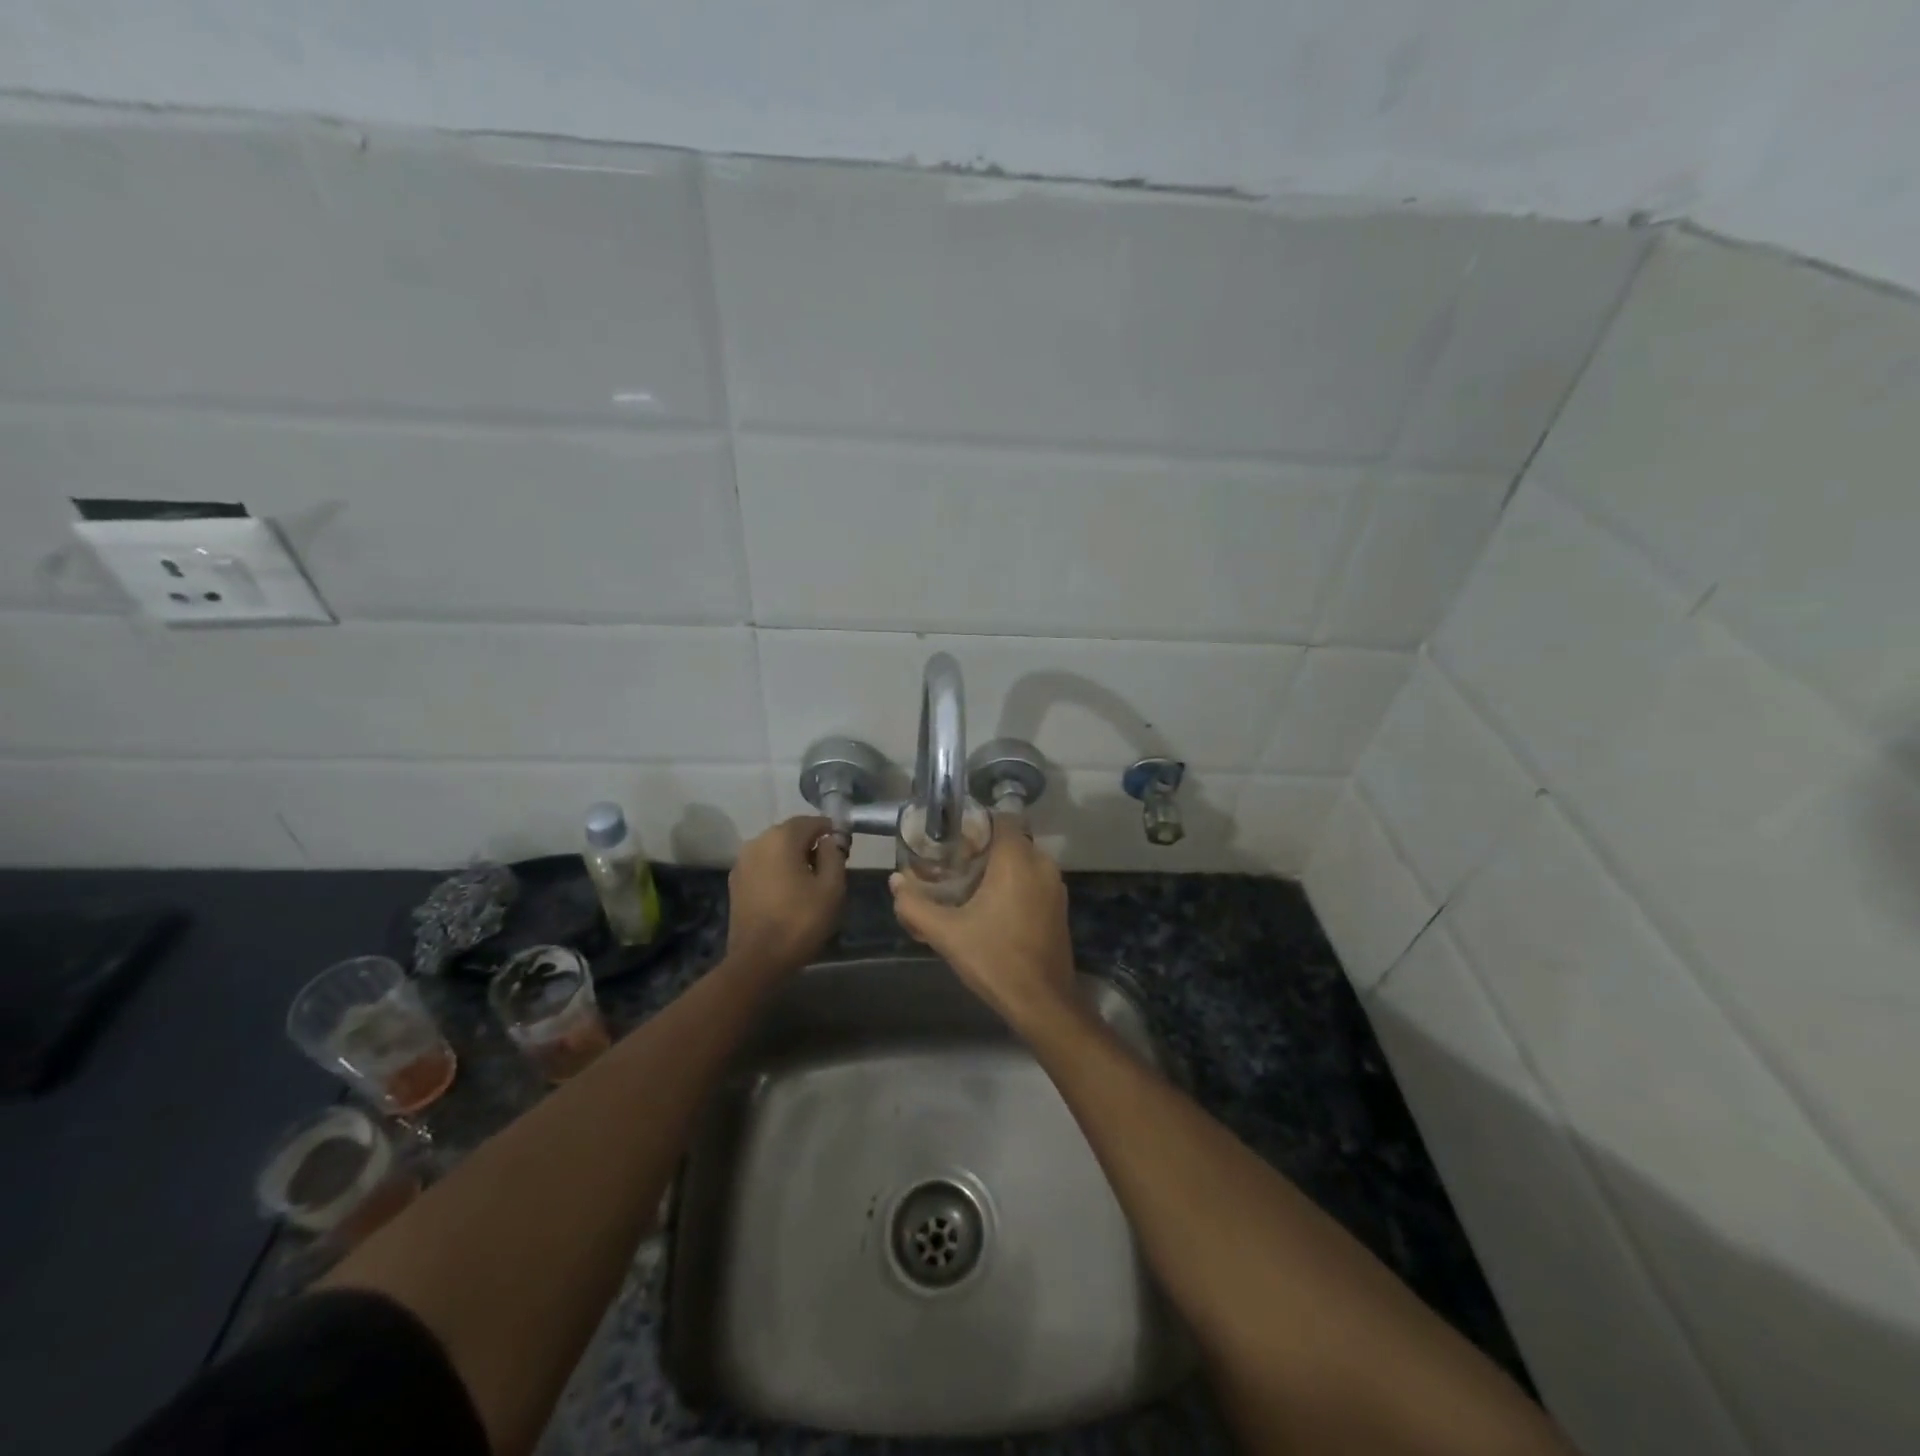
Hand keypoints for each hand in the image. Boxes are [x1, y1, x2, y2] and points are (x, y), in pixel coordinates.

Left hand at [727, 816, 846, 970]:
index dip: (831, 831)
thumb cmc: (800, 921)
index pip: (812, 822)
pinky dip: (777, 870)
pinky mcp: (735, 882)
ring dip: (793, 857)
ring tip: (809, 881)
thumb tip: (829, 840)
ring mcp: (742, 862)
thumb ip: (834, 855)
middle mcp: (757, 842)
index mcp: (782, 838)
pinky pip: (763, 865)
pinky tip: (788, 891)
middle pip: (791, 833)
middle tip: (830, 866)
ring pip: (775, 849)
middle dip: (811, 843)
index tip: (844, 848)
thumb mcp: (832, 887)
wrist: (757, 960)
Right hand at [890, 821, 1075, 1025]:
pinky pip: (1033, 879)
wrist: (1042, 1001)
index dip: (975, 823)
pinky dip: (1014, 883)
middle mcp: (1041, 863)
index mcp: (1017, 859)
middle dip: (982, 847)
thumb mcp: (946, 933)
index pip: (1000, 818)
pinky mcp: (1058, 906)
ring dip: (998, 866)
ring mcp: (1055, 886)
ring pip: (1022, 860)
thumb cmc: (995, 959)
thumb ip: (915, 905)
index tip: (951, 838)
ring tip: (967, 885)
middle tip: (952, 863)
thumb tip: (895, 881)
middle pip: (1010, 839)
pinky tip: (991, 906)